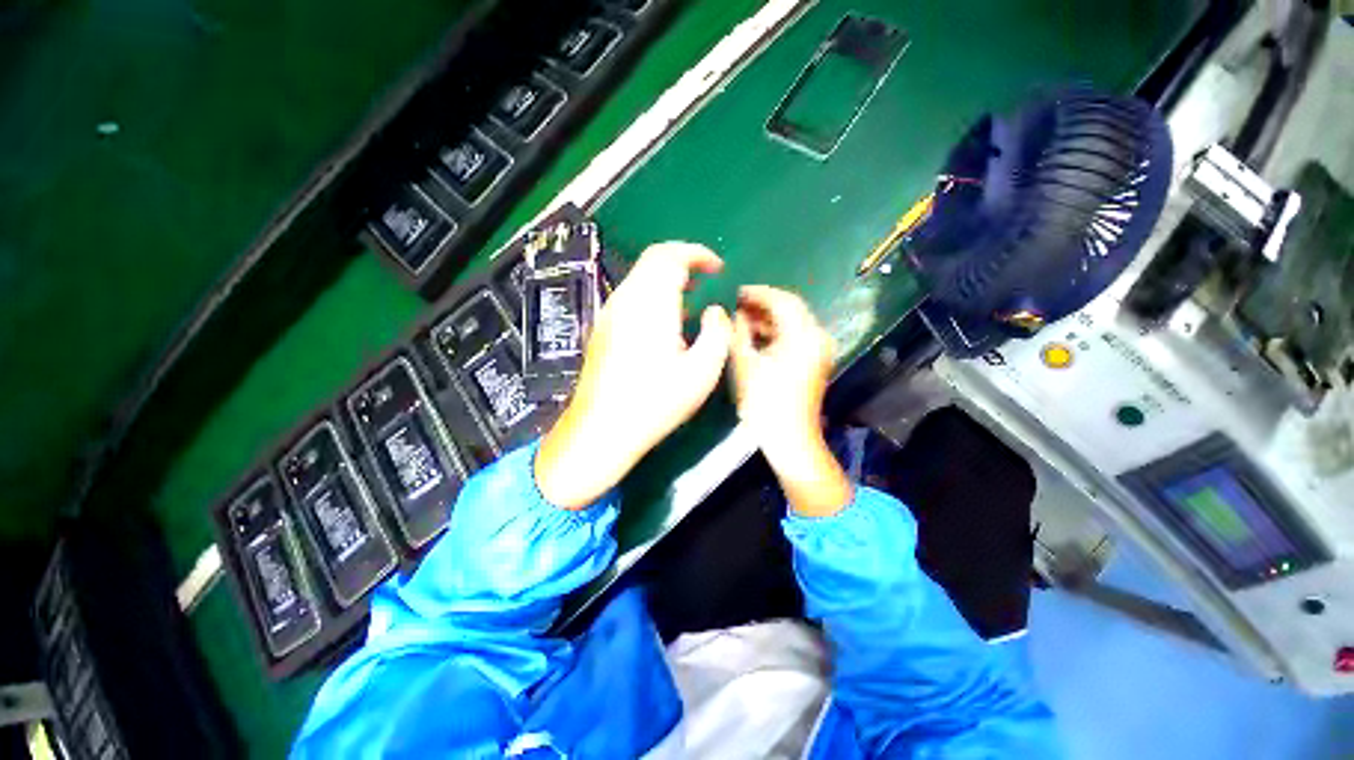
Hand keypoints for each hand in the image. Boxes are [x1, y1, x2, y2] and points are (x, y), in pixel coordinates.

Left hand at [535, 242, 732, 508]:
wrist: (602, 428)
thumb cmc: (655, 402)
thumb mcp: (701, 372)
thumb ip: (717, 333)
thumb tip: (714, 312)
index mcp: (650, 303)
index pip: (670, 255)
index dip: (697, 253)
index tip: (717, 268)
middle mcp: (625, 299)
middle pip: (652, 260)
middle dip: (683, 262)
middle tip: (706, 279)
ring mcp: (609, 314)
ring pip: (640, 278)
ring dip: (667, 279)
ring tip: (690, 300)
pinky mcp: (602, 329)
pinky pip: (631, 297)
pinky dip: (653, 295)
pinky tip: (664, 323)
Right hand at [729, 286, 850, 516]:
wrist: (790, 439)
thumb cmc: (764, 402)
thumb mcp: (745, 364)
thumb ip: (737, 332)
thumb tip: (730, 312)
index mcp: (803, 335)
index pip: (782, 300)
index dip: (757, 293)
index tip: (735, 292)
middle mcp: (818, 337)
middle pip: (791, 309)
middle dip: (763, 304)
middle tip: (736, 305)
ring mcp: (820, 350)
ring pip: (793, 322)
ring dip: (769, 318)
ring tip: (742, 320)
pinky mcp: (816, 360)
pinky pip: (796, 336)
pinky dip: (777, 332)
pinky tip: (756, 336)